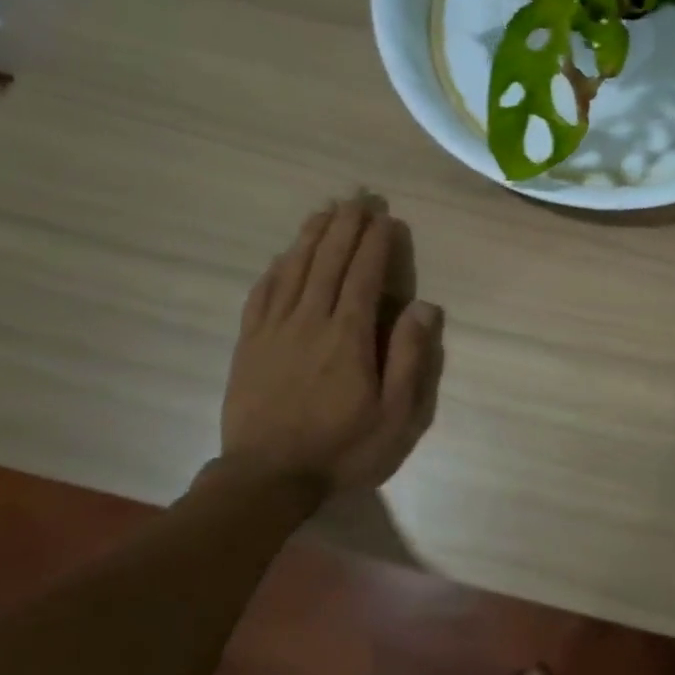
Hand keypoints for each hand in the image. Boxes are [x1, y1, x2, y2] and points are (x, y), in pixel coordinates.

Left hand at [220, 195, 443, 492]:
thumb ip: (408, 358)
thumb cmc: (341, 448)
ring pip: (294, 269)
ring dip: (311, 236)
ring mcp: (274, 329)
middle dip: (345, 226)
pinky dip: (276, 268)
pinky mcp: (249, 343)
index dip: (375, 242)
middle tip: (358, 197)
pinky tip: (284, 256)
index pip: (363, 275)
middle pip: (328, 261)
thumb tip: (424, 307)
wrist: (267, 477)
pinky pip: (262, 294)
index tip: (385, 217)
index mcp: (349, 336)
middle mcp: (310, 320)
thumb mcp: (394, 415)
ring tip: (325, 210)